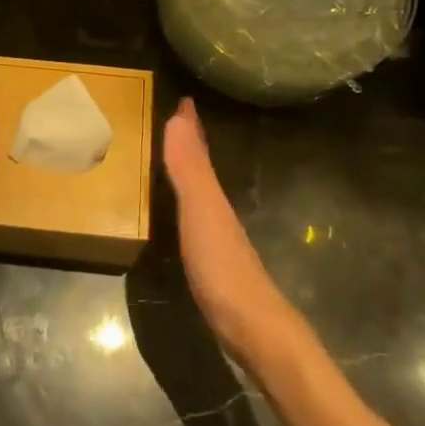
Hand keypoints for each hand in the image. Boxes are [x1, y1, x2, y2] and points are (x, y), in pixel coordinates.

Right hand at [163, 98, 301, 362]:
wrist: (252, 326)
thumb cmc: (222, 266)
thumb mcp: (201, 212)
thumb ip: (189, 169)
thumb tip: (178, 117)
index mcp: (212, 194)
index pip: (200, 150)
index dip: (191, 125)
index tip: (183, 99)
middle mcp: (217, 209)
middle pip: (202, 167)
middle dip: (190, 143)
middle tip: (173, 120)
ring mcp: (217, 237)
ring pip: (201, 191)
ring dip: (188, 170)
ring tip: (172, 156)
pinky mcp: (212, 262)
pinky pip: (195, 217)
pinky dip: (186, 202)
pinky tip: (179, 213)